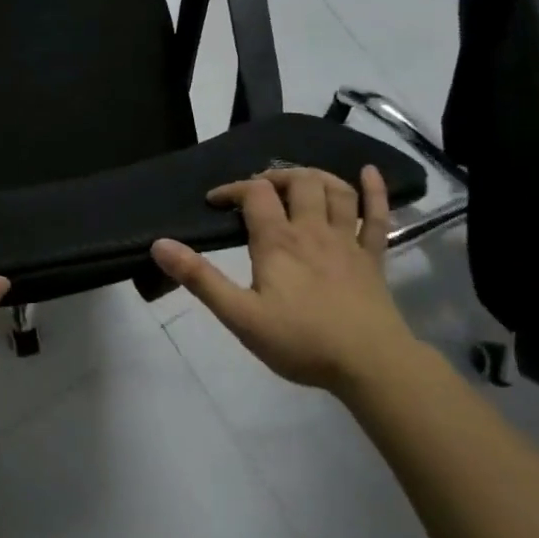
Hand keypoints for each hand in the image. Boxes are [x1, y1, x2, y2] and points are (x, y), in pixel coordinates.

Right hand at [151, 165, 418, 392]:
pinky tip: (369, 173)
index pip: (254, 193)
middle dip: (275, 176)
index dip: (233, 189)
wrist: (370, 364)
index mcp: (278, 241)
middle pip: (298, 181)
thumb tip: (160, 244)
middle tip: (259, 191)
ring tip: (299, 181)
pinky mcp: (374, 257)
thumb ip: (200, 279)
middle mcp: (313, 230)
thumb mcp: (240, 316)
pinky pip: (378, 216)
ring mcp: (347, 241)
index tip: (215, 201)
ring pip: (336, 191)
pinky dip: (375, 191)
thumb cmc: (301, 341)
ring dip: (316, 177)